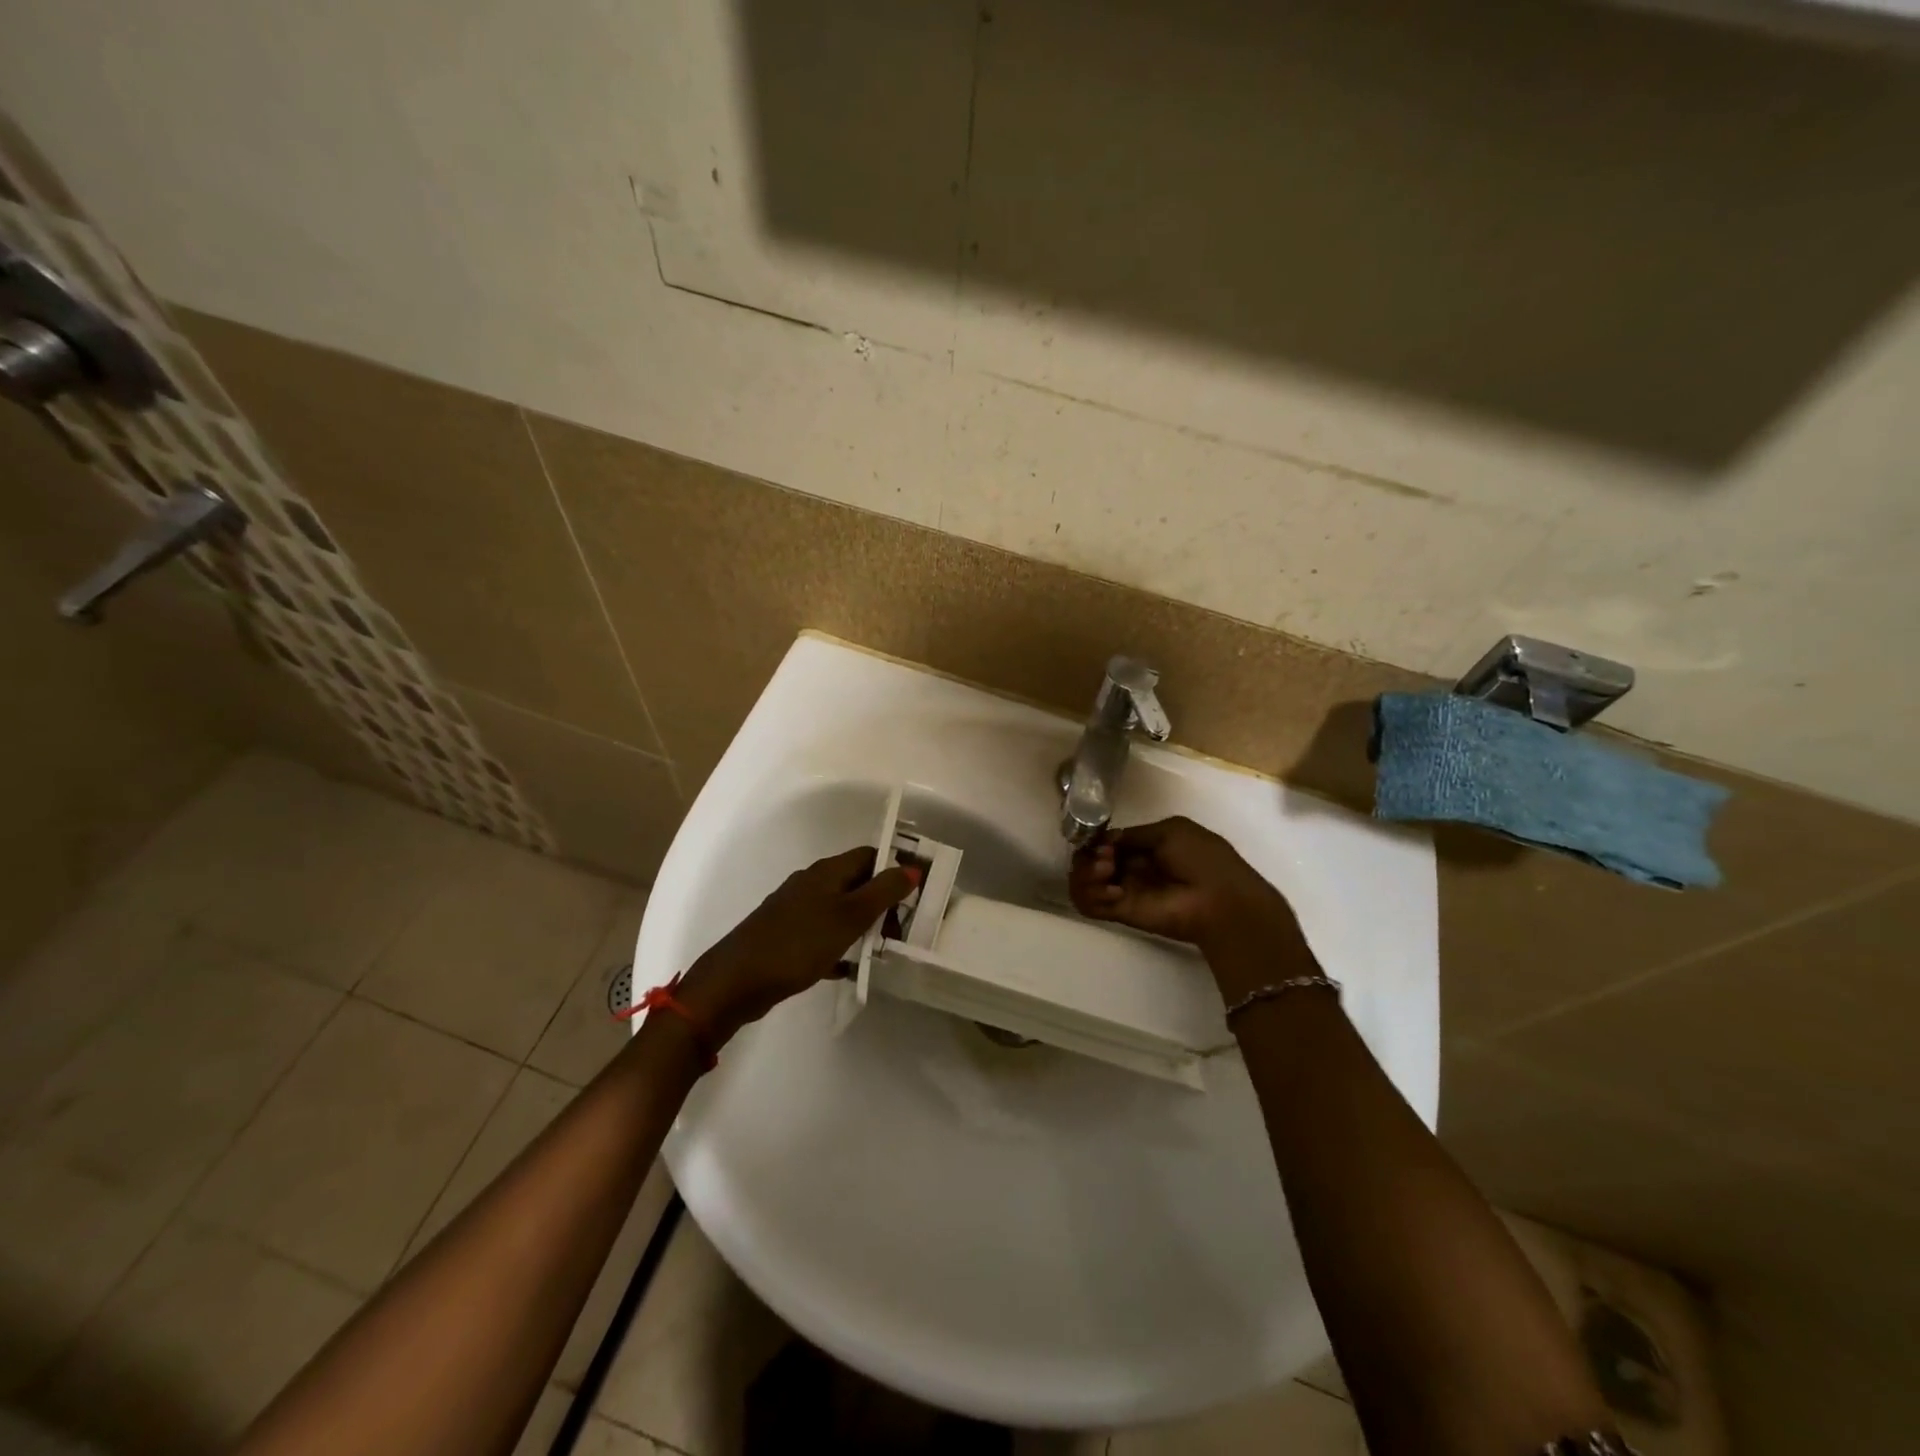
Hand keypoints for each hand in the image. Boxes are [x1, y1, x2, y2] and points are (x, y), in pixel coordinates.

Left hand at [678, 845, 915, 1043]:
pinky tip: (849, 969)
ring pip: (841, 911)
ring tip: (883, 951)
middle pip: (856, 883)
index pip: (870, 856)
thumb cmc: (798, 943)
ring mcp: (796, 911)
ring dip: (863, 927)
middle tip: (903, 929)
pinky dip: (840, 947)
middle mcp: (810, 884)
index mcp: (826, 871)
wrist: (737, 981)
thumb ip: (883, 891)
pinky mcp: (786, 937)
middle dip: (883, 902)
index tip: (918, 892)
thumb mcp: (849, 916)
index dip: (895, 868)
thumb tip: (912, 867)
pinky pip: (823, 935)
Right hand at [1068, 816, 1314, 998]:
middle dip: (1089, 855)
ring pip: (1083, 881)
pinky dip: (1090, 895)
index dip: (1098, 839)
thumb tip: (1106, 840)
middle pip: (1089, 860)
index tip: (1102, 841)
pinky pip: (1088, 905)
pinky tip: (1114, 892)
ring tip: (1107, 873)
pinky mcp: (1121, 914)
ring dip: (1086, 874)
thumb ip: (1136, 834)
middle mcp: (1130, 868)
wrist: (1220, 900)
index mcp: (1145, 847)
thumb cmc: (1202, 860)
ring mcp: (1123, 891)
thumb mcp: (1172, 830)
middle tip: (1106, 859)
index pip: (1107, 842)